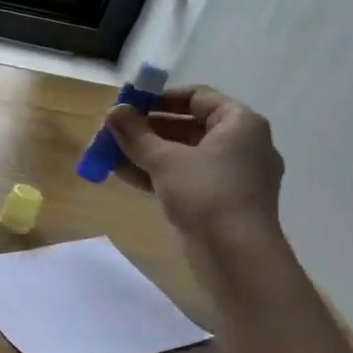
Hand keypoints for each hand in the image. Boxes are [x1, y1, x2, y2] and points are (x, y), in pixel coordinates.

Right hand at [104, 85, 284, 241]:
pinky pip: (187, 177)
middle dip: (148, 128)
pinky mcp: (221, 201)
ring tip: (110, 153)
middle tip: (114, 131)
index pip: (198, 97)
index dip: (161, 98)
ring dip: (147, 152)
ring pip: (184, 154)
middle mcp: (242, 145)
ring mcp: (233, 175)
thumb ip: (136, 134)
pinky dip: (158, 174)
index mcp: (240, 124)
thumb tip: (113, 111)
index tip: (129, 103)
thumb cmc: (206, 194)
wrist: (237, 255)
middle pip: (189, 126)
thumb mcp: (164, 160)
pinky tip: (123, 175)